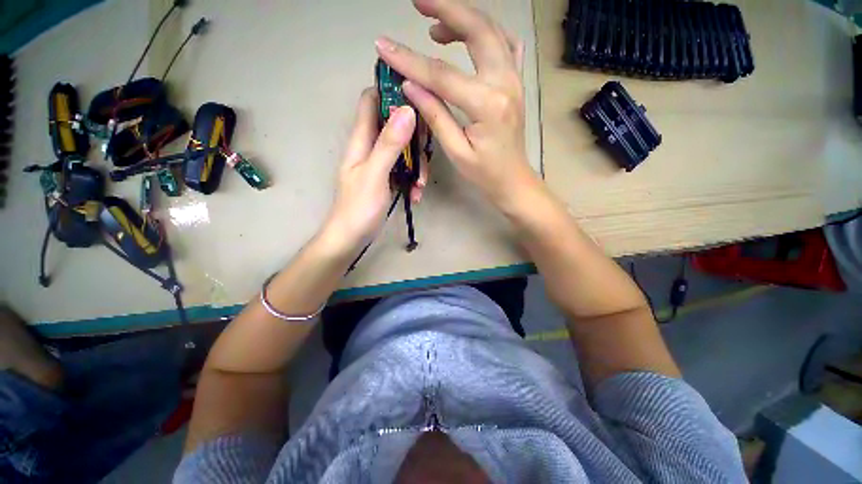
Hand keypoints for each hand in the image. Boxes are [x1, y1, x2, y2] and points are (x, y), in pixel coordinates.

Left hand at [320, 88, 424, 253]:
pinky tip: (416, 195)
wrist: (351, 238)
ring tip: (420, 185)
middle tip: (426, 152)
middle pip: (395, 125)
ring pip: (404, 150)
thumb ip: (389, 144)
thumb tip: (408, 109)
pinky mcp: (387, 179)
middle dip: (414, 137)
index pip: (371, 101)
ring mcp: (380, 164)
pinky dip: (413, 180)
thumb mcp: (375, 174)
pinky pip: (404, 170)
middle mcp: (371, 147)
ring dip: (417, 165)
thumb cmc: (359, 207)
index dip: (390, 92)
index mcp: (361, 140)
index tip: (415, 96)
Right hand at [375, 0, 536, 206]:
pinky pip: (506, 45)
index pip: (441, 75)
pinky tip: (470, 36)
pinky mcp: (516, 82)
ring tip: (436, 24)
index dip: (409, 60)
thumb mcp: (456, 151)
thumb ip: (435, 114)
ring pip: (492, 31)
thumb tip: (410, 86)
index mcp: (487, 105)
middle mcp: (505, 82)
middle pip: (476, 30)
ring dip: (464, 18)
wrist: (513, 179)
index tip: (384, 46)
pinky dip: (487, 32)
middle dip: (446, 9)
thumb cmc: (484, 173)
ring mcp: (515, 79)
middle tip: (419, 2)